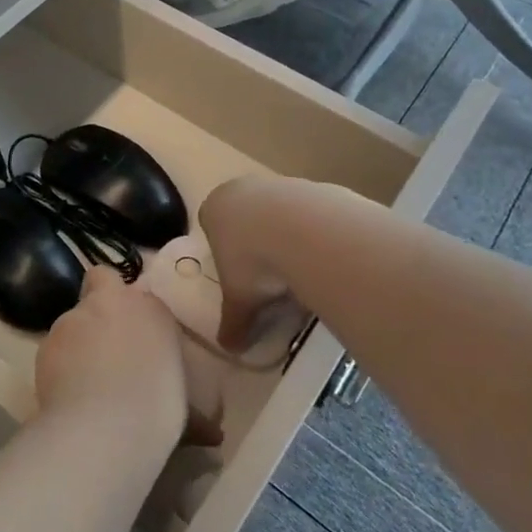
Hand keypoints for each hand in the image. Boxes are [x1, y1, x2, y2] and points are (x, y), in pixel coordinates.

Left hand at [36, 267, 223, 447]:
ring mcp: (72, 318)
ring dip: (78, 339)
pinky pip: (54, 349)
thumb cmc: (159, 409)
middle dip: (100, 305)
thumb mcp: (188, 407)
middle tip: (107, 344)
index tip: (140, 340)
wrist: (106, 425)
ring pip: (73, 319)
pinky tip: (67, 395)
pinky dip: (59, 365)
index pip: (142, 295)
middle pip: (100, 284)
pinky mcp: (45, 343)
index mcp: (151, 308)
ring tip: (85, 380)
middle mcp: (110, 301)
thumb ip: (192, 407)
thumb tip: (212, 433)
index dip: (137, 313)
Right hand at [201, 177, 307, 352]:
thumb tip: (229, 348)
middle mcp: (241, 188)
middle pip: (244, 215)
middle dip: (254, 240)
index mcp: (213, 209)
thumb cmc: (253, 260)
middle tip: (267, 272)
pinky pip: (307, 212)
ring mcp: (276, 183)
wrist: (302, 229)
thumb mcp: (239, 299)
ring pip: (276, 211)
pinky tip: (320, 255)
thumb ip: (233, 322)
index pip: (210, 224)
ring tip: (298, 268)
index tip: (237, 272)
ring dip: (284, 235)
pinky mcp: (310, 185)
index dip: (222, 249)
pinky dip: (311, 231)